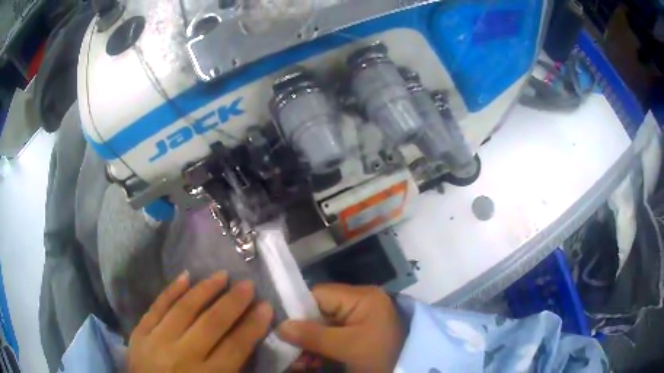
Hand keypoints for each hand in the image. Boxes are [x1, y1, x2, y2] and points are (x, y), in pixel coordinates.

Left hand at [128, 272, 273, 371]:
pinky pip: (157, 306)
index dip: (253, 326)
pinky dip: (171, 290)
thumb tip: (247, 343)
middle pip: (212, 323)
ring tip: (221, 275)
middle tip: (247, 284)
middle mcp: (183, 356)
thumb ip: (232, 370)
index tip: (266, 307)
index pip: (236, 346)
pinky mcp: (140, 332)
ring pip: (184, 309)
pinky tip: (185, 276)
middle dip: (233, 302)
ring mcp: (157, 341)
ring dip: (205, 290)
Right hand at [278, 284, 404, 371]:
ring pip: (323, 326)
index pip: (318, 294)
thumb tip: (280, 326)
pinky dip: (321, 348)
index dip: (297, 310)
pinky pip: (333, 335)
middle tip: (290, 351)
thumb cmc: (379, 355)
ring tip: (300, 362)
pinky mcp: (359, 331)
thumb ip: (312, 335)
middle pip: (319, 311)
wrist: (405, 370)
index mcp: (361, 297)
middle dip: (303, 332)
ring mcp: (360, 317)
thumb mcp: (346, 347)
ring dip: (310, 343)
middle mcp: (359, 302)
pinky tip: (311, 362)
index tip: (280, 328)